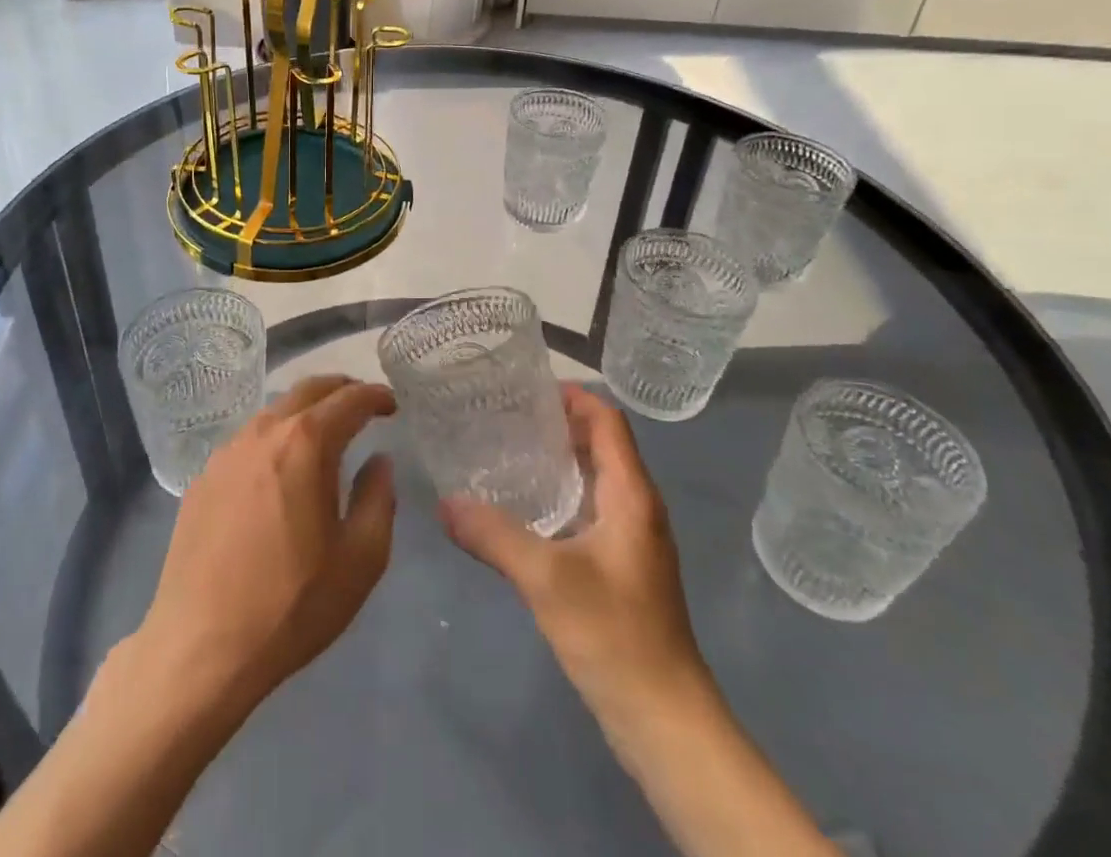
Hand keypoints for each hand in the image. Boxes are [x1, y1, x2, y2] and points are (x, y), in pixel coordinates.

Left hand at [133, 375, 396, 719]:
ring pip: (274, 411)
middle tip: (363, 403)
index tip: (393, 404)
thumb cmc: (292, 604)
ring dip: (305, 411)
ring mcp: (227, 452)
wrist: (201, 646)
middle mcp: (263, 432)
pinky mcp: (203, 477)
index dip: (375, 396)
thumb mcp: (360, 558)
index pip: (349, 399)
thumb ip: (378, 498)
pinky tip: (279, 469)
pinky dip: (275, 438)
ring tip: (324, 434)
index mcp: (305, 443)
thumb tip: (379, 461)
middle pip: (307, 390)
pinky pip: (248, 440)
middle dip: (341, 389)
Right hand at [439, 384, 708, 756]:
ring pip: (595, 479)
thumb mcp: (546, 578)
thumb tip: (444, 502)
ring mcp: (633, 540)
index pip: (608, 421)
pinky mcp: (623, 569)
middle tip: (504, 417)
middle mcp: (637, 507)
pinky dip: (561, 496)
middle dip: (557, 425)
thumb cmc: (614, 635)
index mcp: (631, 495)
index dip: (573, 397)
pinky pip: (591, 511)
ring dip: (558, 461)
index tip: (526, 389)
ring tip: (506, 453)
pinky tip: (524, 511)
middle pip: (601, 445)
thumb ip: (494, 535)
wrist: (665, 721)